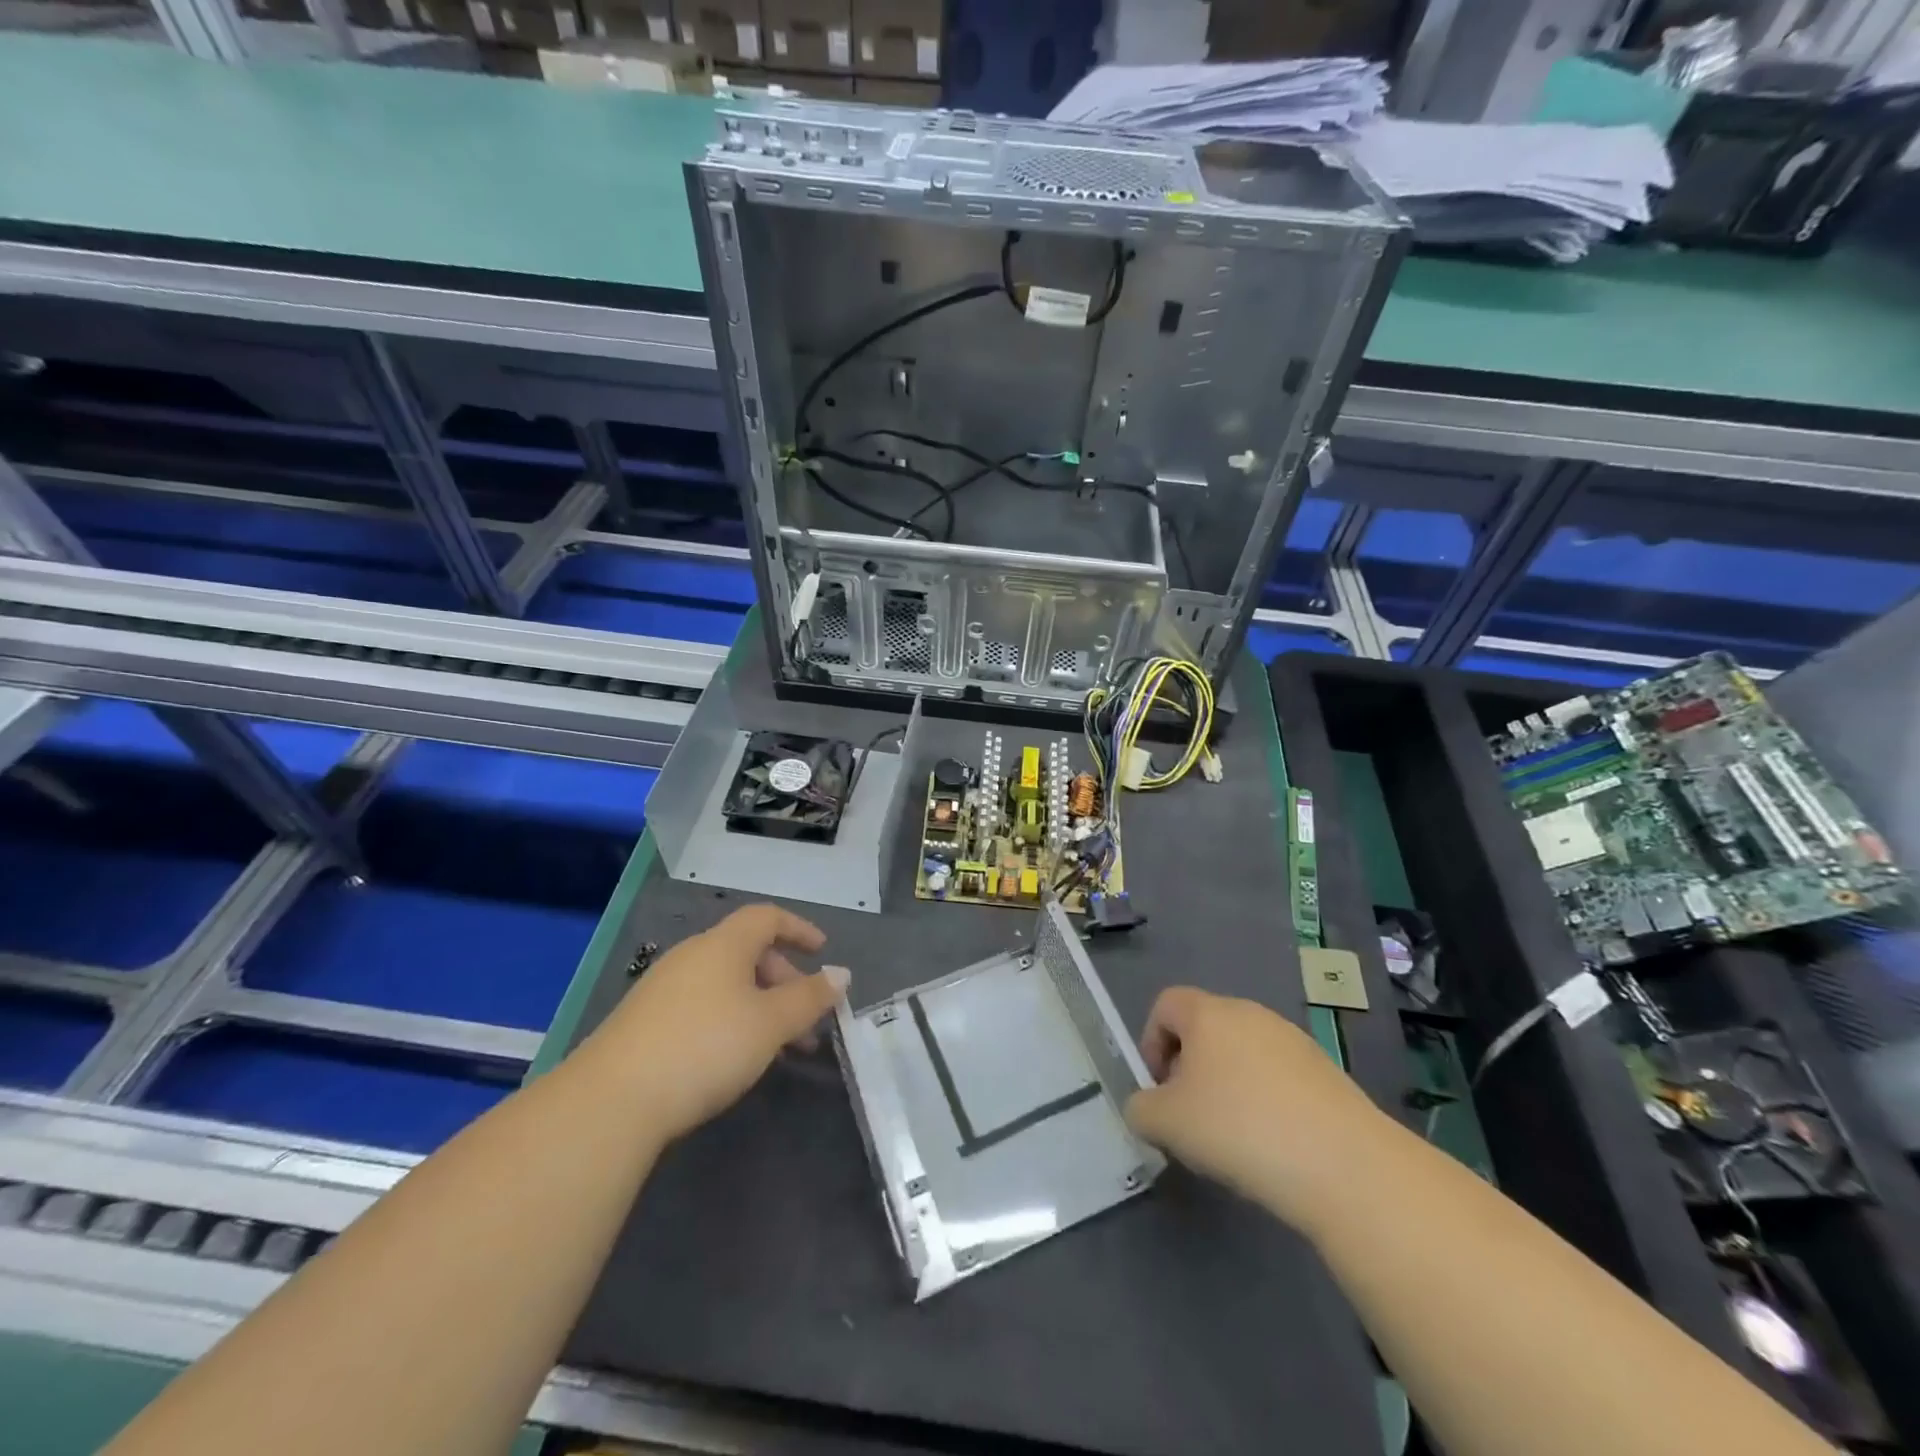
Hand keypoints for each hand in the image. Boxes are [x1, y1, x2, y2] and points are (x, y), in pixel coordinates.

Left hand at [593, 904, 848, 1143]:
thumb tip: (841, 974)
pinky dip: (731, 1020)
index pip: (767, 917)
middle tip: (805, 1018)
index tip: (822, 952)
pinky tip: (734, 1059)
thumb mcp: (771, 1023)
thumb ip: (810, 998)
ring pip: (726, 984)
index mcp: (724, 944)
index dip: (799, 929)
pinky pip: (702, 1005)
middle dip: (784, 980)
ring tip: (779, 1048)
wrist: (612, 1100)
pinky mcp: (644, 1022)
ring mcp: (663, 988)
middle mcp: (692, 955)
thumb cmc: (706, 1046)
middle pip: (748, 952)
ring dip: (760, 1006)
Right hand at [1125, 987, 1385, 1231]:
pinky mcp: (1326, 1072)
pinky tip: (1274, 1146)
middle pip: (1205, 1028)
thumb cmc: (1239, 1128)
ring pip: (1243, 1054)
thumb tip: (1147, 1107)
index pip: (1165, 1004)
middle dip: (1189, 1069)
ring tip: (1234, 1138)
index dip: (1151, 1042)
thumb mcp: (1166, 1123)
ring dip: (1228, 1086)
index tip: (1158, 1089)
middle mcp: (1250, 1013)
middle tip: (1190, 1117)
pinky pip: (1278, 1077)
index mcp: (1208, 1013)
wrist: (1344, 1165)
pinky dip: (1266, 1101)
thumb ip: (1140, 1108)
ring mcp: (1293, 1040)